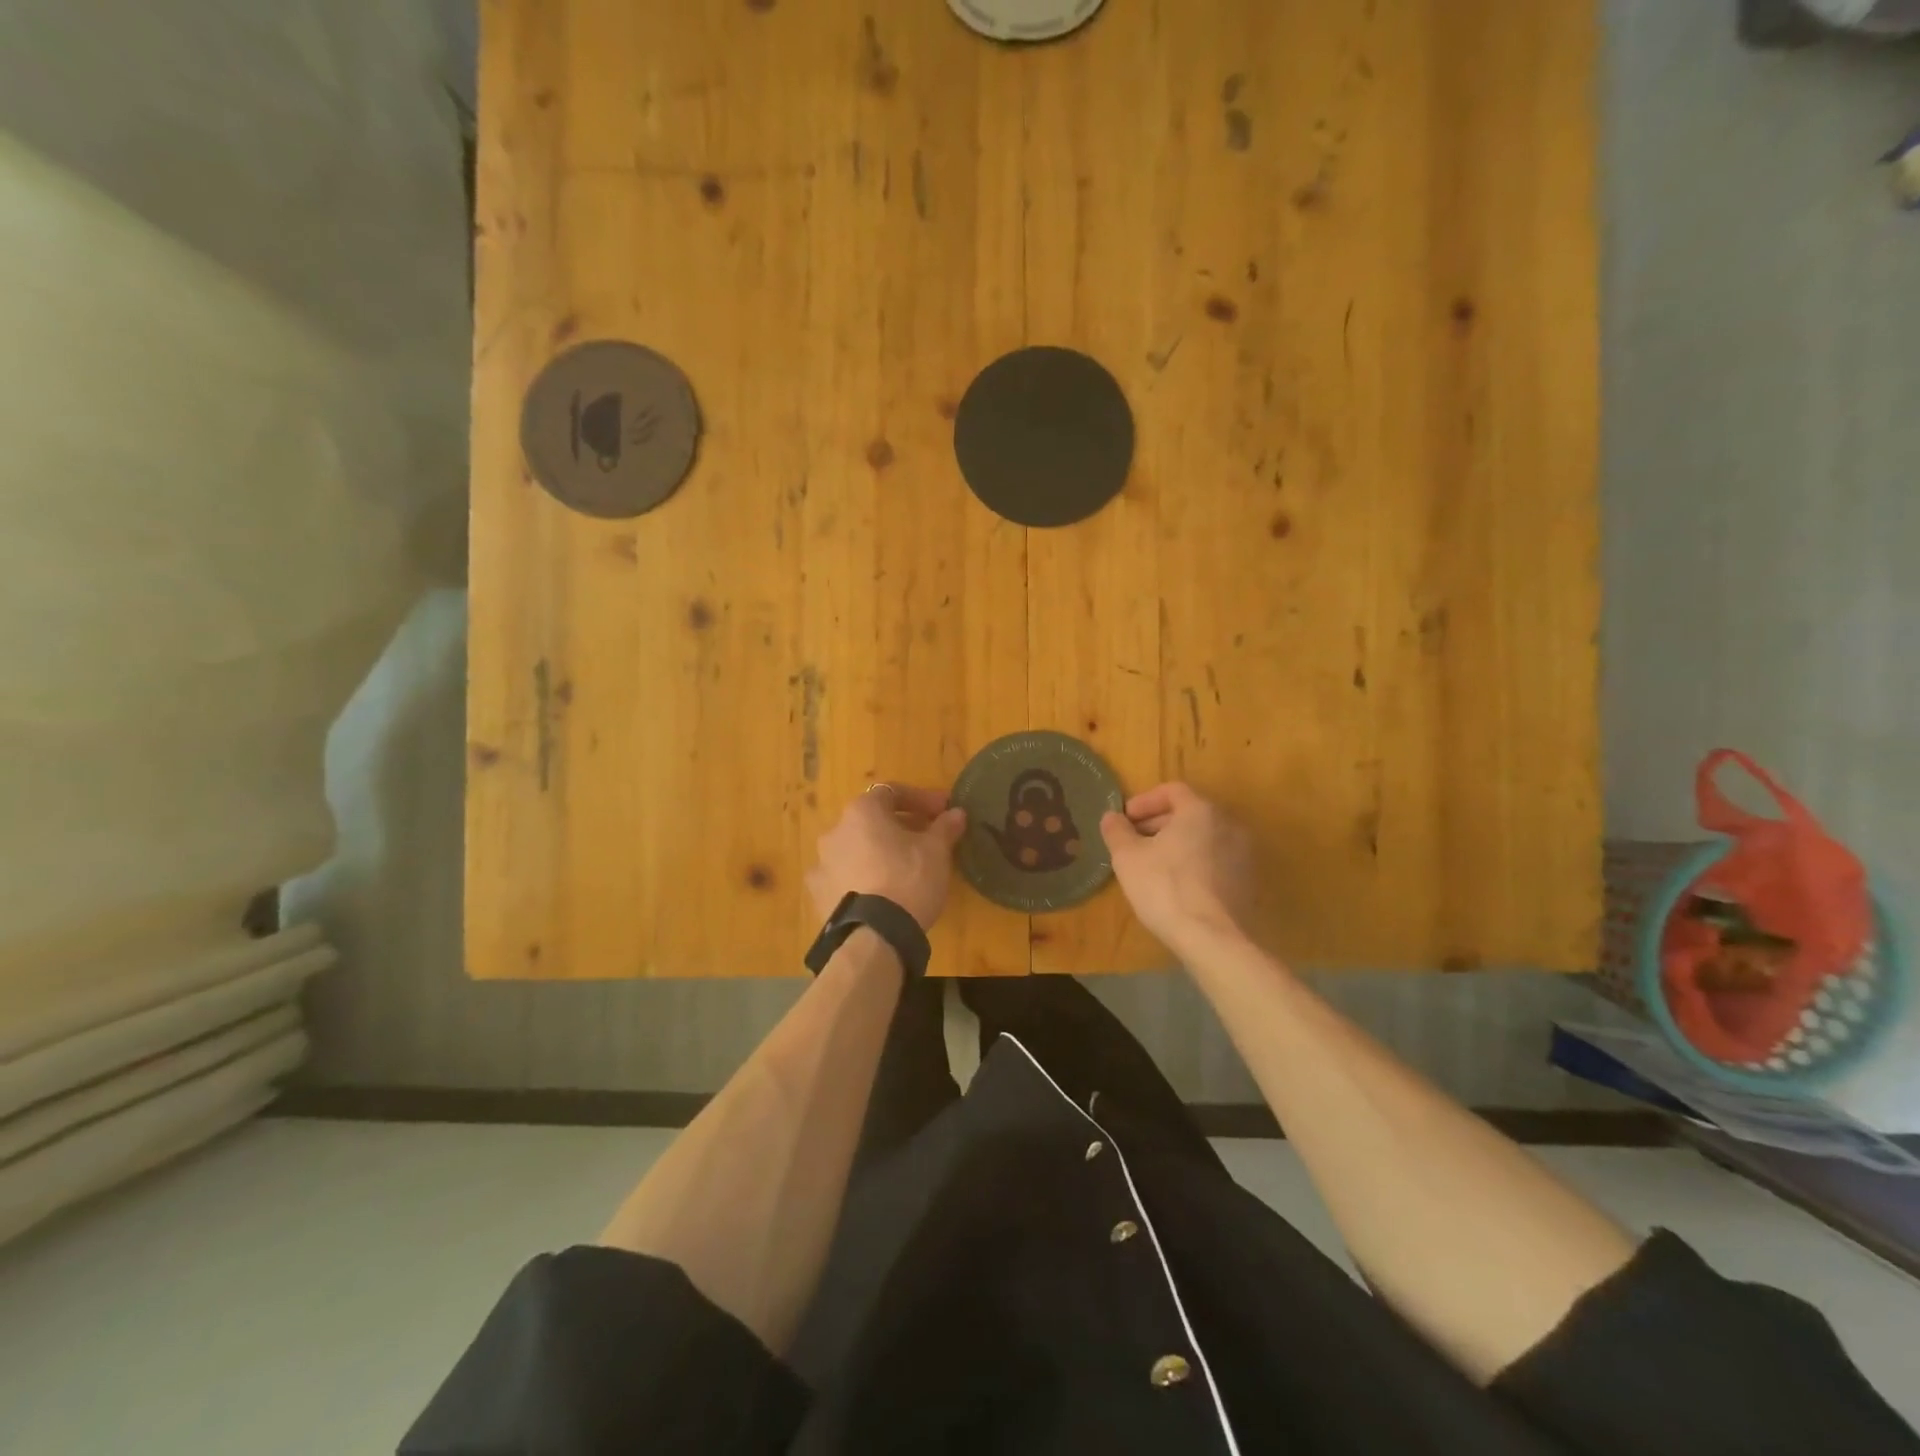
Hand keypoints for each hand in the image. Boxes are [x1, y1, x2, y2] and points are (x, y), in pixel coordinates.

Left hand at [807, 784, 966, 929]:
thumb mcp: (936, 851)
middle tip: (926, 840)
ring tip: (903, 869)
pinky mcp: (818, 893)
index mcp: (862, 812)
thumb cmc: (909, 880)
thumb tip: (956, 813)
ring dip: (878, 851)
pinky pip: (844, 876)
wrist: (873, 936)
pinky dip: (861, 877)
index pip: (893, 792)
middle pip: (872, 820)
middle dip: (900, 826)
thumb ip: (944, 827)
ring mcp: (821, 863)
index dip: (921, 799)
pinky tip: (879, 892)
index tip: (943, 812)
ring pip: (856, 848)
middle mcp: (835, 831)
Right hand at [1101, 783, 1254, 954]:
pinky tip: (1176, 885)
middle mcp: (1228, 824)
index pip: (1172, 790)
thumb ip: (1117, 831)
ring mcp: (1243, 854)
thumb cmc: (1165, 888)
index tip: (1125, 819)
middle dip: (1158, 823)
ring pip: (1203, 838)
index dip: (1144, 801)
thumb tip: (1112, 817)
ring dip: (1177, 843)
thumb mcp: (1127, 857)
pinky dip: (1195, 863)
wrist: (1213, 939)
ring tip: (1153, 864)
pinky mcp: (1248, 881)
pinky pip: (1215, 860)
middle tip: (1134, 841)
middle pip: (1190, 813)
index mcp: (1201, 811)